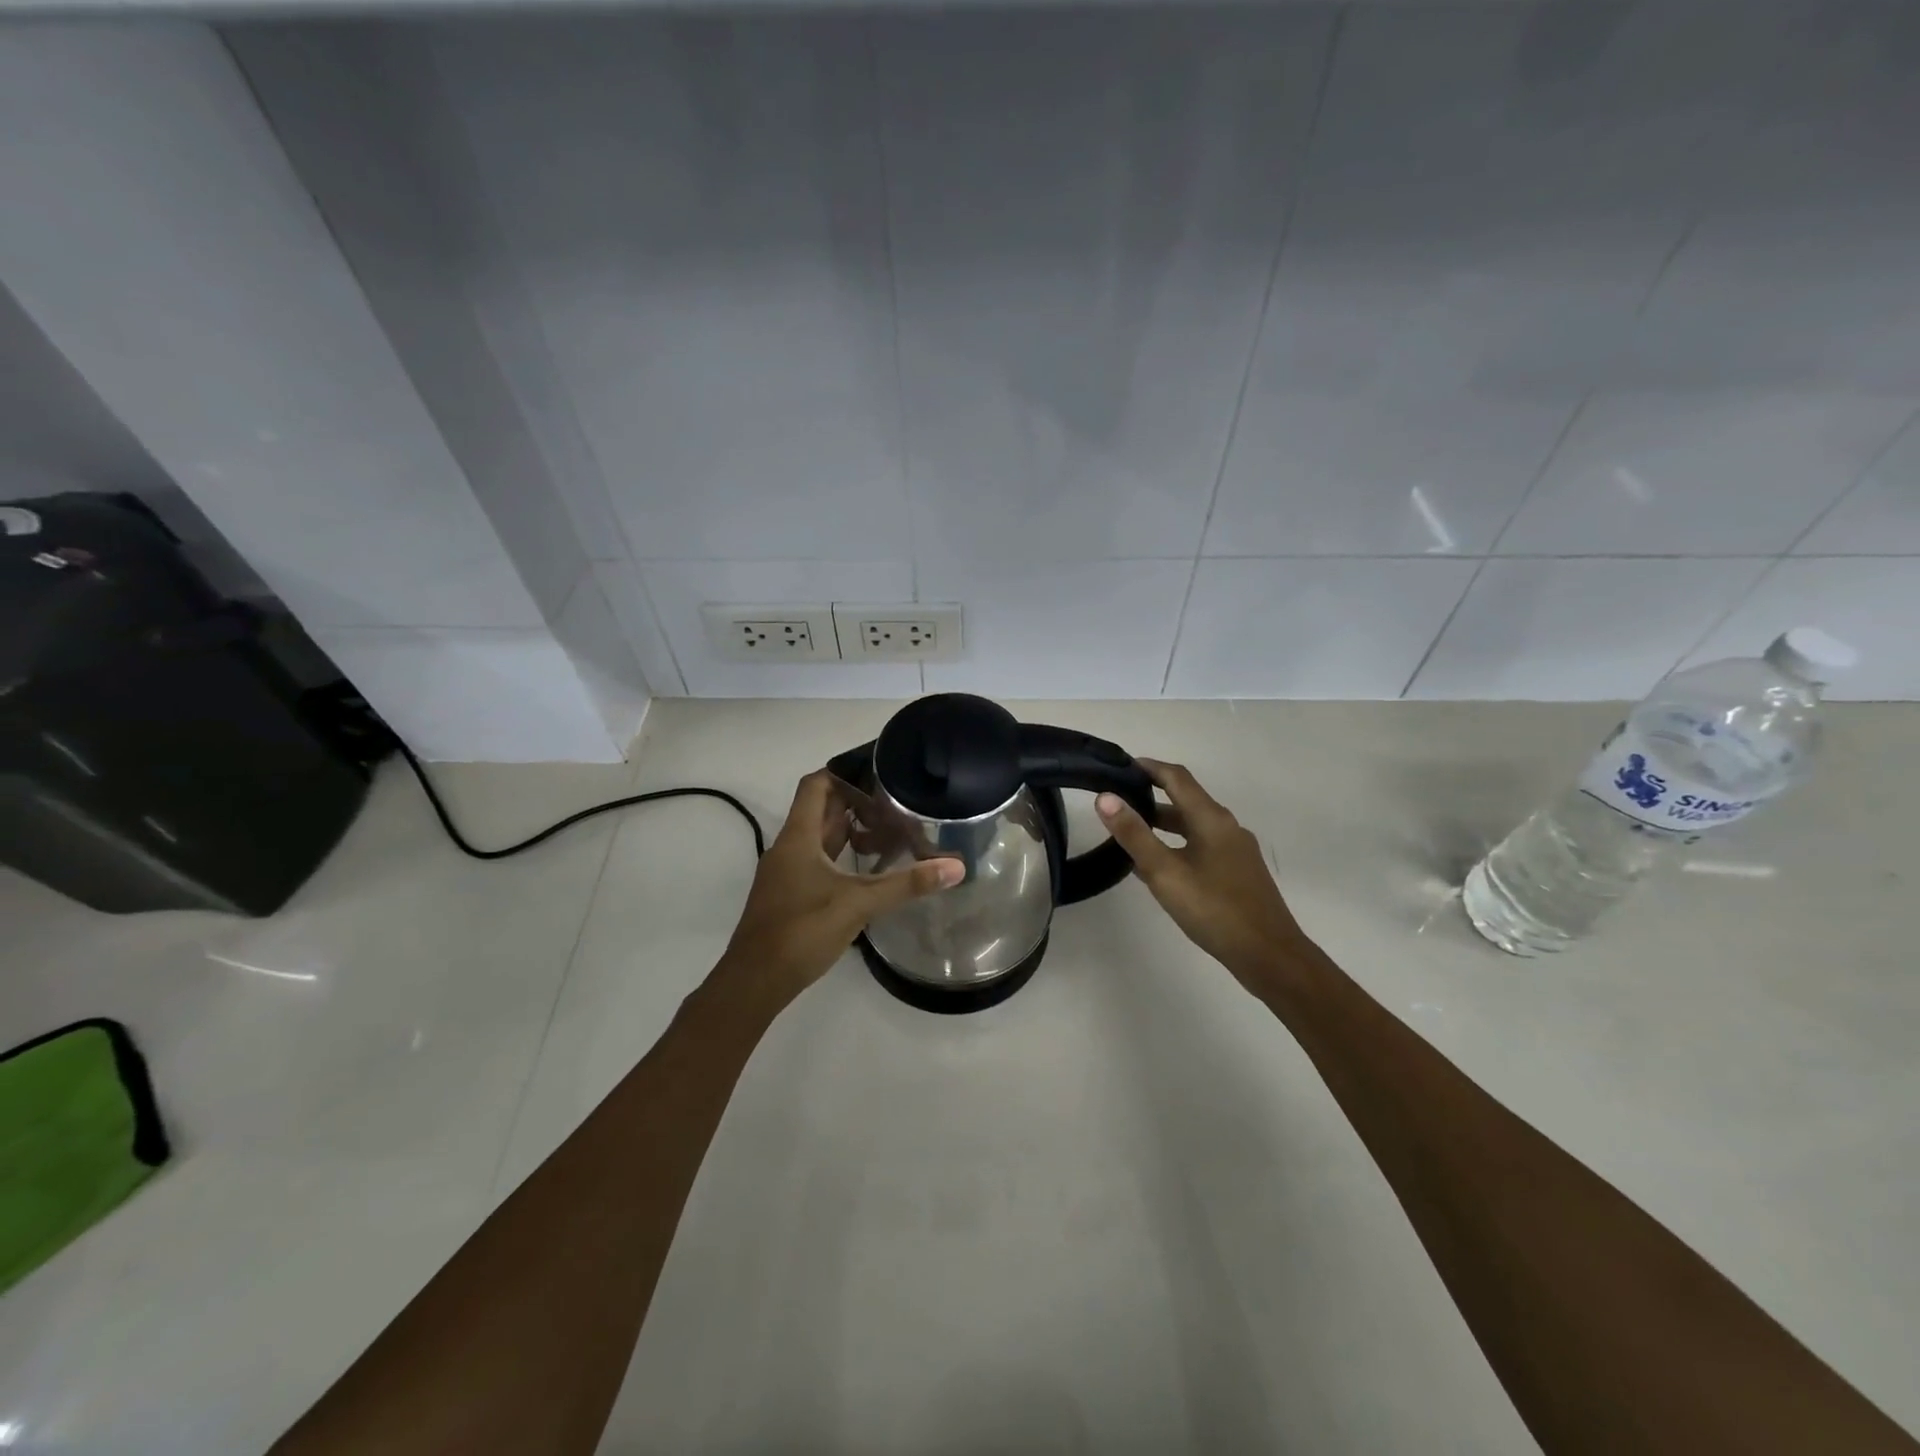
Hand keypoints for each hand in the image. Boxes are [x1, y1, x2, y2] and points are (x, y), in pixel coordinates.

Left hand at [715, 770, 962, 1010]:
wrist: (754, 982)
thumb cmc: (801, 932)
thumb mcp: (858, 903)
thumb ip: (906, 884)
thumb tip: (956, 867)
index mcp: (798, 837)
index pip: (816, 785)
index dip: (844, 773)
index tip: (879, 772)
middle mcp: (789, 848)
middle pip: (821, 810)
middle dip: (856, 802)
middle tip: (896, 801)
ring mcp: (787, 873)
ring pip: (819, 838)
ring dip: (850, 830)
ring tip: (889, 830)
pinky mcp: (790, 895)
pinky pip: (818, 861)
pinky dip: (842, 856)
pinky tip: (868, 869)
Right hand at [1096, 759, 1310, 992]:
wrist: (1270, 956)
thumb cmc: (1214, 910)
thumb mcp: (1165, 872)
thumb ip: (1134, 834)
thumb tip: (1105, 798)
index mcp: (1211, 819)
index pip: (1177, 778)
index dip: (1149, 767)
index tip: (1120, 765)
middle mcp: (1227, 827)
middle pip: (1186, 800)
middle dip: (1152, 796)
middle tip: (1118, 801)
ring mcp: (1236, 851)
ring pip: (1194, 826)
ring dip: (1164, 823)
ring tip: (1132, 832)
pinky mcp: (1239, 873)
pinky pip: (1202, 846)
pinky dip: (1178, 844)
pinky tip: (1161, 867)